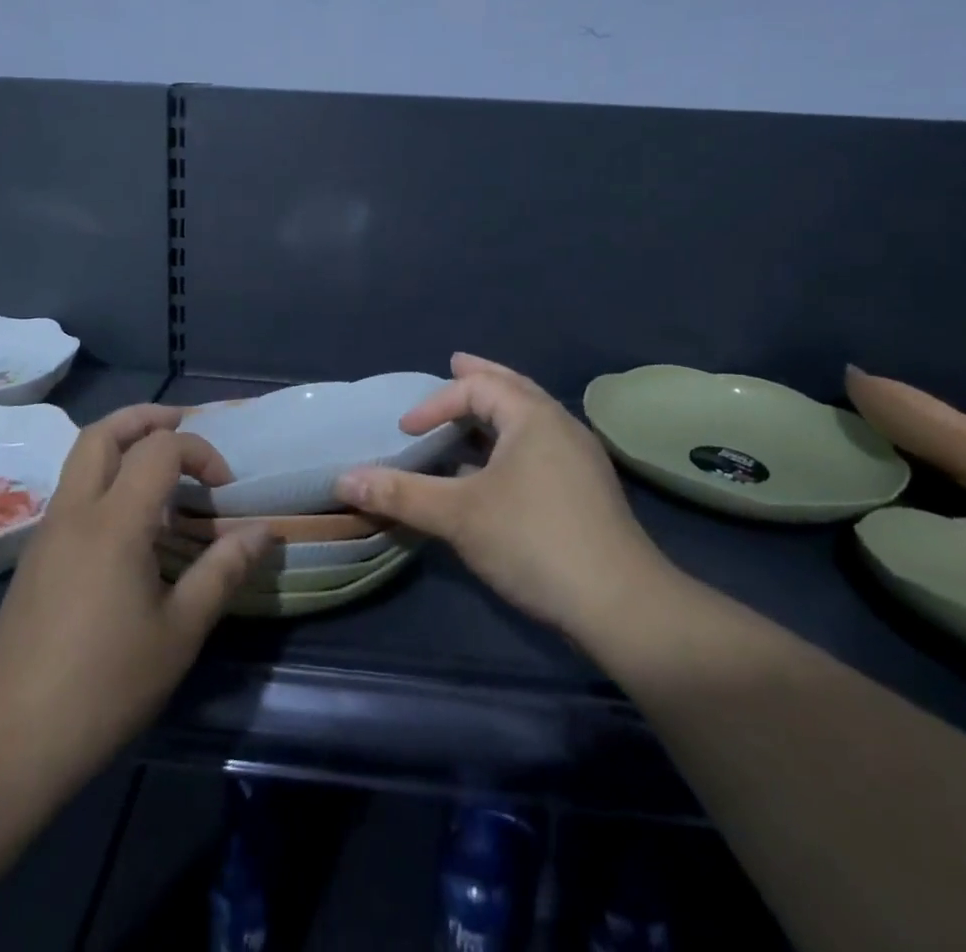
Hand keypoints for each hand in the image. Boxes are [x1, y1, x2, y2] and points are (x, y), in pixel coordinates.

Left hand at [0, 405, 270, 791]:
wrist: (4, 744)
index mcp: (114, 521)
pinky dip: (106, 479)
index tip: (225, 488)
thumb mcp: (180, 631)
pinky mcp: (35, 558)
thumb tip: (263, 531)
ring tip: (163, 472)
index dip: (200, 452)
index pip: (160, 448)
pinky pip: (74, 492)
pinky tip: (131, 525)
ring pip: (81, 458)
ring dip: (123, 445)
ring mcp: (47, 532)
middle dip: (146, 418)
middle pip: (103, 432)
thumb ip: (223, 571)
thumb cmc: (103, 685)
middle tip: (183, 427)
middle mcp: (75, 511)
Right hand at [337, 354, 677, 641]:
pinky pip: (540, 444)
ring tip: (473, 410)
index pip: (476, 388)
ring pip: (531, 417)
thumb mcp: (458, 515)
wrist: (621, 603)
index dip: (434, 403)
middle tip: (455, 362)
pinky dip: (512, 438)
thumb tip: (344, 479)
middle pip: (513, 387)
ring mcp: (579, 457)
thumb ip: (401, 493)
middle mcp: (560, 425)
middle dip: (479, 377)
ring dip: (498, 409)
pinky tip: (498, 466)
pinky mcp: (587, 488)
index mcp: (532, 416)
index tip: (406, 431)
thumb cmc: (534, 541)